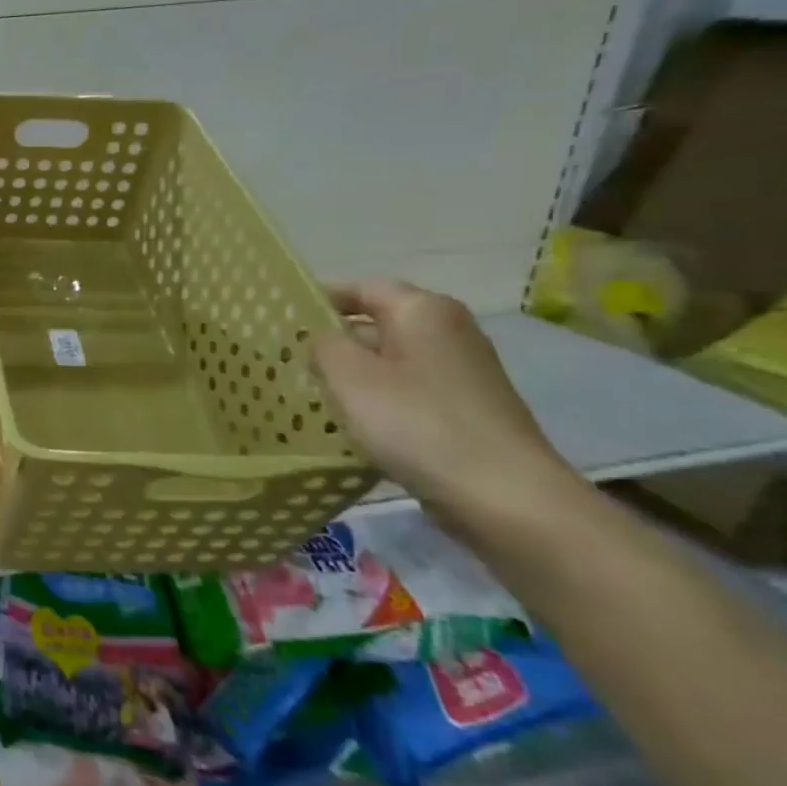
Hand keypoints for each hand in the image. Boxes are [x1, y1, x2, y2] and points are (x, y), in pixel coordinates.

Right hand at [310, 280, 571, 518]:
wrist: (505, 497)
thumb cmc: (416, 422)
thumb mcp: (347, 375)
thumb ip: (322, 345)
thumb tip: (321, 340)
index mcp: (422, 310)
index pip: (360, 288)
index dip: (318, 299)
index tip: (281, 320)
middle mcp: (450, 331)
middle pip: (377, 323)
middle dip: (334, 340)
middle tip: (288, 360)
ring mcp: (463, 373)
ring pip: (391, 361)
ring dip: (354, 375)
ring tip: (313, 394)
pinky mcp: (467, 410)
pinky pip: (409, 392)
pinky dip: (379, 401)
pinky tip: (354, 426)